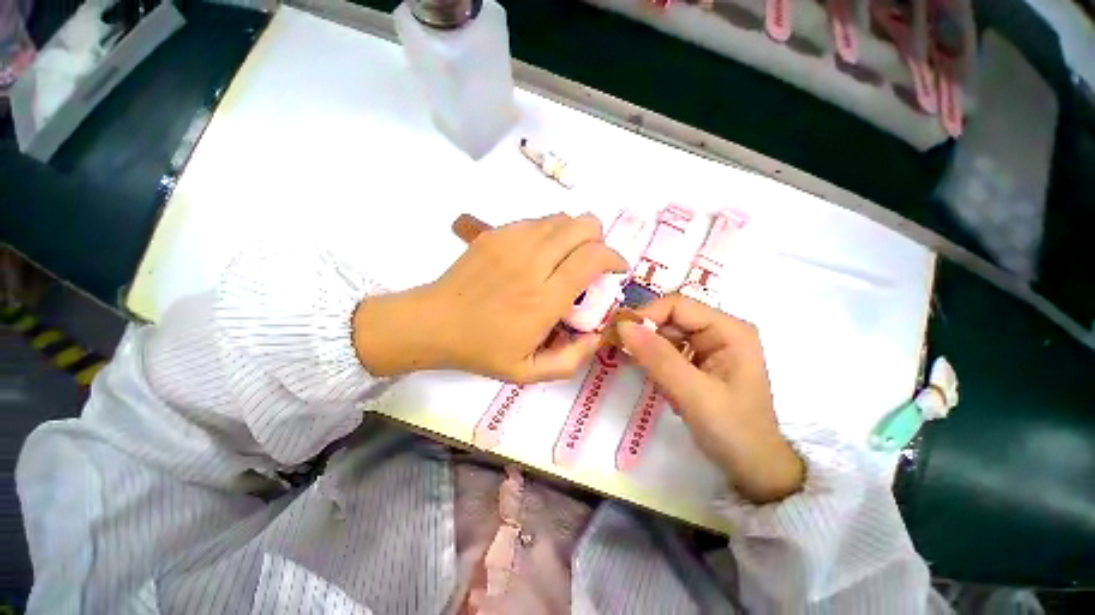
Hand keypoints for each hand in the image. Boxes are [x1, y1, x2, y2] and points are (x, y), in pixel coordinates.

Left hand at [353, 213, 627, 382]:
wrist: (433, 323)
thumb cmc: (482, 349)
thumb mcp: (529, 372)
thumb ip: (571, 360)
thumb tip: (597, 337)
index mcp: (544, 298)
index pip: (593, 258)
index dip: (614, 257)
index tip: (617, 269)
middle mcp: (533, 262)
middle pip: (583, 226)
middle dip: (599, 239)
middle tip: (592, 261)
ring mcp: (512, 242)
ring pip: (561, 218)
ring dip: (575, 234)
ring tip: (567, 257)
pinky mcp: (496, 233)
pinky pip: (537, 220)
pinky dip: (550, 232)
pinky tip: (541, 253)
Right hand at [618, 295, 803, 503]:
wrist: (753, 467)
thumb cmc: (733, 431)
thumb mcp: (694, 394)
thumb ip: (658, 358)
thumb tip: (622, 325)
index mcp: (729, 330)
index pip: (678, 305)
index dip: (645, 314)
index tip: (618, 333)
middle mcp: (720, 330)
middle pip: (671, 317)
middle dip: (643, 331)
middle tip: (616, 348)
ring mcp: (709, 345)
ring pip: (666, 333)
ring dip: (646, 346)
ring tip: (630, 364)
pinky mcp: (699, 360)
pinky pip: (668, 349)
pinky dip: (653, 359)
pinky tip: (648, 373)